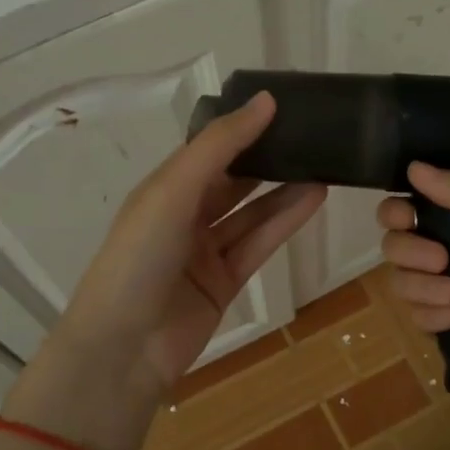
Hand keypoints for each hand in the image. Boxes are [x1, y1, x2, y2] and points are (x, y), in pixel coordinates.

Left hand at [58, 91, 325, 409]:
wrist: (124, 348)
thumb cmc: (139, 257)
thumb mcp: (173, 191)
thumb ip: (219, 146)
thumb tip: (266, 101)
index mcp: (163, 188)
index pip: (208, 148)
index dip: (242, 127)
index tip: (284, 105)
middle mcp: (183, 215)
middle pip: (233, 180)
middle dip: (267, 158)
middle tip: (311, 135)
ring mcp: (204, 251)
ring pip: (251, 213)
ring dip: (284, 190)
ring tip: (325, 165)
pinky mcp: (224, 282)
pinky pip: (258, 244)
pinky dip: (285, 222)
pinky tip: (314, 198)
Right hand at [375, 162, 449, 399]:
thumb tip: (414, 165)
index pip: (414, 209)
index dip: (398, 211)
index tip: (404, 217)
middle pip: (399, 247)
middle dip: (408, 253)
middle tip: (442, 262)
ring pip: (405, 285)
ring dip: (418, 288)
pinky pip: (420, 321)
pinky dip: (428, 318)